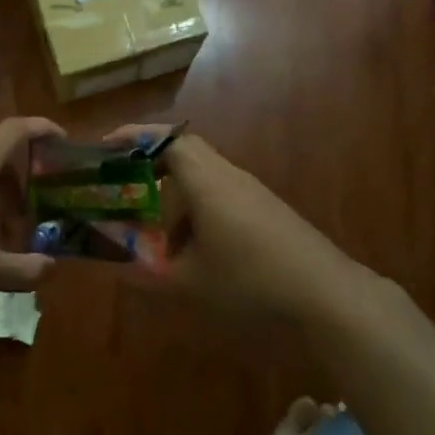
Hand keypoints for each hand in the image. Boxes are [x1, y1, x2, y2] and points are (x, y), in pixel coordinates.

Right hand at [106, 126, 357, 321]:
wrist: (328, 296)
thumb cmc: (250, 282)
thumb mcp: (188, 285)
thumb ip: (145, 275)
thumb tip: (110, 269)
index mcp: (206, 182)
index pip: (167, 140)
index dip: (134, 137)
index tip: (105, 147)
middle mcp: (229, 177)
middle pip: (185, 152)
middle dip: (150, 165)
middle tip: (122, 188)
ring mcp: (253, 193)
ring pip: (205, 178)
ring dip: (176, 196)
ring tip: (157, 234)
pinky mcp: (269, 212)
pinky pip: (222, 196)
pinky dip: (199, 211)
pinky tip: (197, 252)